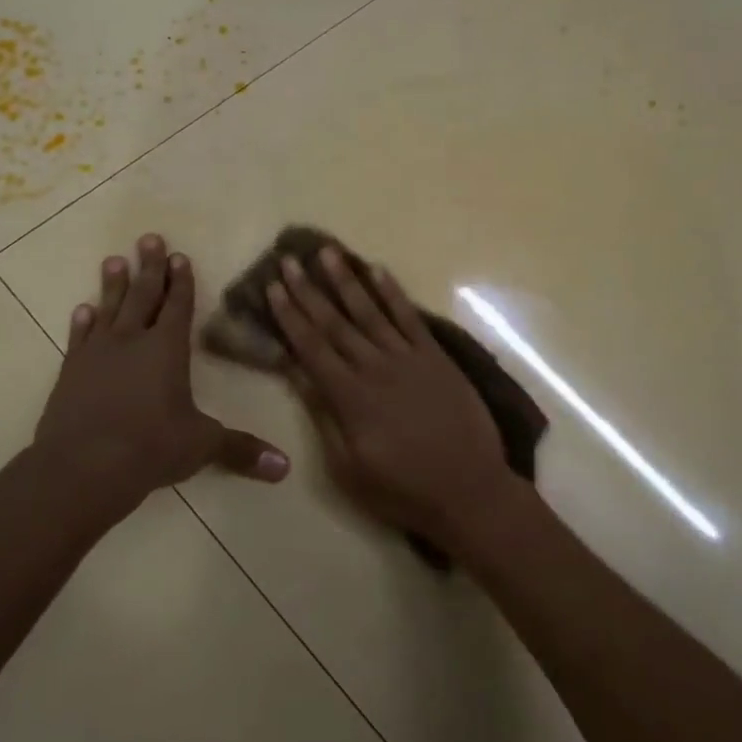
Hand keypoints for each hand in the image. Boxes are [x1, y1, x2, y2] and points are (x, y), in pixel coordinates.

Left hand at [33, 234, 288, 527]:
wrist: (81, 468)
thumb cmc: (149, 448)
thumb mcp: (201, 446)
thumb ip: (242, 450)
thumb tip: (285, 468)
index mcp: (167, 349)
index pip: (178, 306)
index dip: (182, 281)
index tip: (180, 256)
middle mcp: (132, 341)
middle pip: (143, 296)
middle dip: (150, 267)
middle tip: (148, 238)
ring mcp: (97, 355)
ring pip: (108, 309)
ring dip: (113, 285)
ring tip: (115, 260)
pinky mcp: (71, 372)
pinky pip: (79, 338)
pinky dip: (82, 322)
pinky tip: (83, 310)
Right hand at [266, 246, 516, 555]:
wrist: (468, 489)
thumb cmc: (402, 488)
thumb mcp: (348, 467)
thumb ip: (323, 415)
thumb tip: (297, 373)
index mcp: (350, 396)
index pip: (311, 347)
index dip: (289, 316)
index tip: (273, 287)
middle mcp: (375, 367)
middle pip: (335, 322)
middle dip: (309, 290)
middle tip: (289, 259)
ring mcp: (408, 358)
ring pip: (370, 311)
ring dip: (346, 280)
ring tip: (327, 252)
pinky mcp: (436, 357)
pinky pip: (410, 317)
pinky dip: (392, 293)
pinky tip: (377, 270)